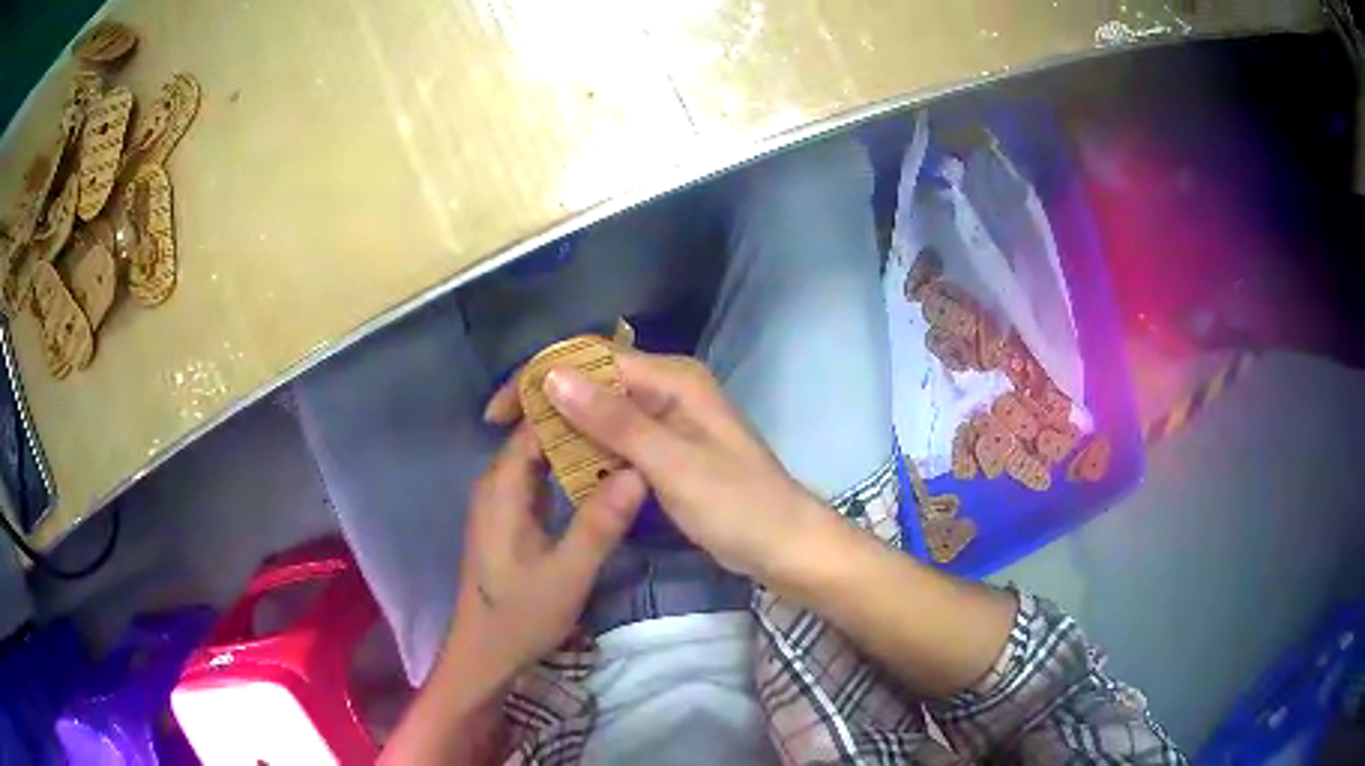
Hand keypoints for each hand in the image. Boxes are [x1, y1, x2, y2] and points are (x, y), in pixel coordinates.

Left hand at [445, 424, 646, 682]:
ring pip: (541, 455)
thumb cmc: (520, 616)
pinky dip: (571, 468)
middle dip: (581, 419)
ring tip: (626, 432)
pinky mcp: (514, 516)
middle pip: (537, 434)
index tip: (622, 393)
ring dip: (578, 443)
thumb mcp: (567, 575)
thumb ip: (599, 524)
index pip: (535, 423)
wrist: (486, 653)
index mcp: (502, 487)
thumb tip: (638, 471)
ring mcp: (504, 500)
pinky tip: (604, 471)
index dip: (574, 404)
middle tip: (633, 412)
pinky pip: (543, 477)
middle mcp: (498, 483)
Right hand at [486, 350, 823, 579]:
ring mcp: (668, 418)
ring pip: (602, 409)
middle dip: (548, 401)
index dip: (539, 379)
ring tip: (526, 452)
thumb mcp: (672, 463)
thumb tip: (553, 376)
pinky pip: (618, 436)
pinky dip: (590, 447)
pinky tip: (565, 467)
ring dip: (566, 426)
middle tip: (505, 435)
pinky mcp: (668, 447)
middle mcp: (668, 387)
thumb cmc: (736, 504)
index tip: (499, 414)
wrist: (783, 544)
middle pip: (593, 380)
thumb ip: (614, 420)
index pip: (590, 360)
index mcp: (672, 378)